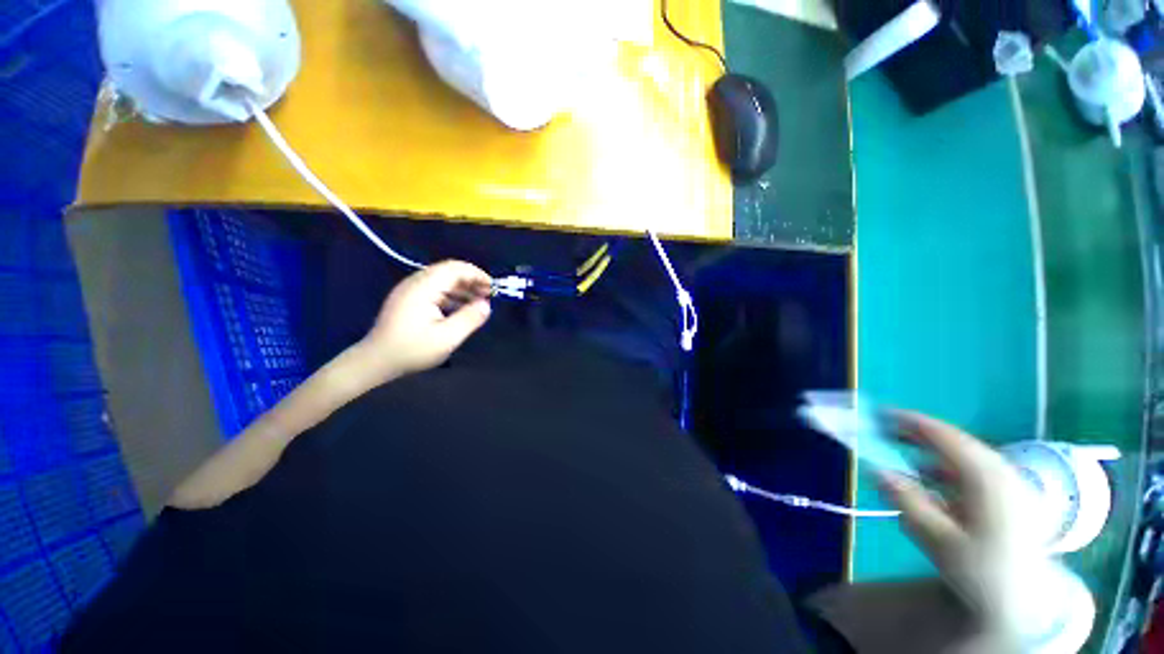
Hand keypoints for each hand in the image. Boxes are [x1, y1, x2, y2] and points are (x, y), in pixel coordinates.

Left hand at [357, 261, 491, 380]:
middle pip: (449, 271)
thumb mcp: (446, 338)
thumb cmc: (412, 350)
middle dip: (472, 280)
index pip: (454, 268)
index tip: (493, 288)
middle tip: (489, 295)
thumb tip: (487, 305)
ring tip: (479, 302)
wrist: (375, 361)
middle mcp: (416, 283)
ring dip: (463, 288)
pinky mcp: (409, 299)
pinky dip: (452, 295)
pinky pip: (435, 289)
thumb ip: (469, 319)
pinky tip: (462, 308)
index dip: (477, 274)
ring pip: (443, 280)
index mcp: (423, 288)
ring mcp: (410, 290)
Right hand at [877, 412, 1039, 648]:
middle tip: (885, 431)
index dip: (910, 422)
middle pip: (956, 442)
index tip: (880, 415)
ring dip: (933, 451)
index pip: (943, 436)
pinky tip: (934, 481)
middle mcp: (1001, 472)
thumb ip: (907, 503)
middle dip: (919, 434)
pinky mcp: (1012, 496)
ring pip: (965, 455)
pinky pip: (974, 470)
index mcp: (985, 477)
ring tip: (904, 454)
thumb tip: (875, 470)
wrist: (1031, 603)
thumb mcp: (939, 542)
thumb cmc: (983, 572)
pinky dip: (949, 467)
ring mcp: (1010, 483)